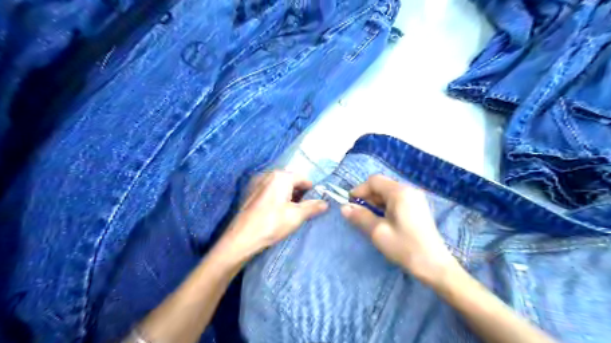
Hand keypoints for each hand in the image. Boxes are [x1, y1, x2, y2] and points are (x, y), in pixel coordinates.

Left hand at [217, 170, 325, 261]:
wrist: (241, 238)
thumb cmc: (271, 224)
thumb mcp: (296, 216)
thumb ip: (312, 207)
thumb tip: (325, 203)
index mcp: (281, 177)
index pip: (303, 178)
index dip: (311, 190)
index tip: (314, 202)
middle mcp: (268, 174)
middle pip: (290, 179)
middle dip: (299, 192)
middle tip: (303, 208)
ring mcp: (257, 182)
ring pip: (279, 184)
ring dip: (288, 194)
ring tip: (291, 210)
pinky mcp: (250, 191)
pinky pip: (269, 189)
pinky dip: (276, 196)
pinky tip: (276, 210)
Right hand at [341, 176, 455, 287]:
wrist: (435, 266)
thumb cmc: (405, 247)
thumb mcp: (378, 232)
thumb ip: (360, 216)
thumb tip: (343, 208)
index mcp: (400, 192)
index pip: (374, 181)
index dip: (359, 190)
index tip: (350, 205)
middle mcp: (409, 190)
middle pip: (382, 186)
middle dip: (367, 197)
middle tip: (358, 214)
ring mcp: (415, 199)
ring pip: (388, 193)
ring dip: (375, 203)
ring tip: (369, 219)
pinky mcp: (418, 208)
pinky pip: (397, 201)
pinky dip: (385, 207)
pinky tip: (383, 221)